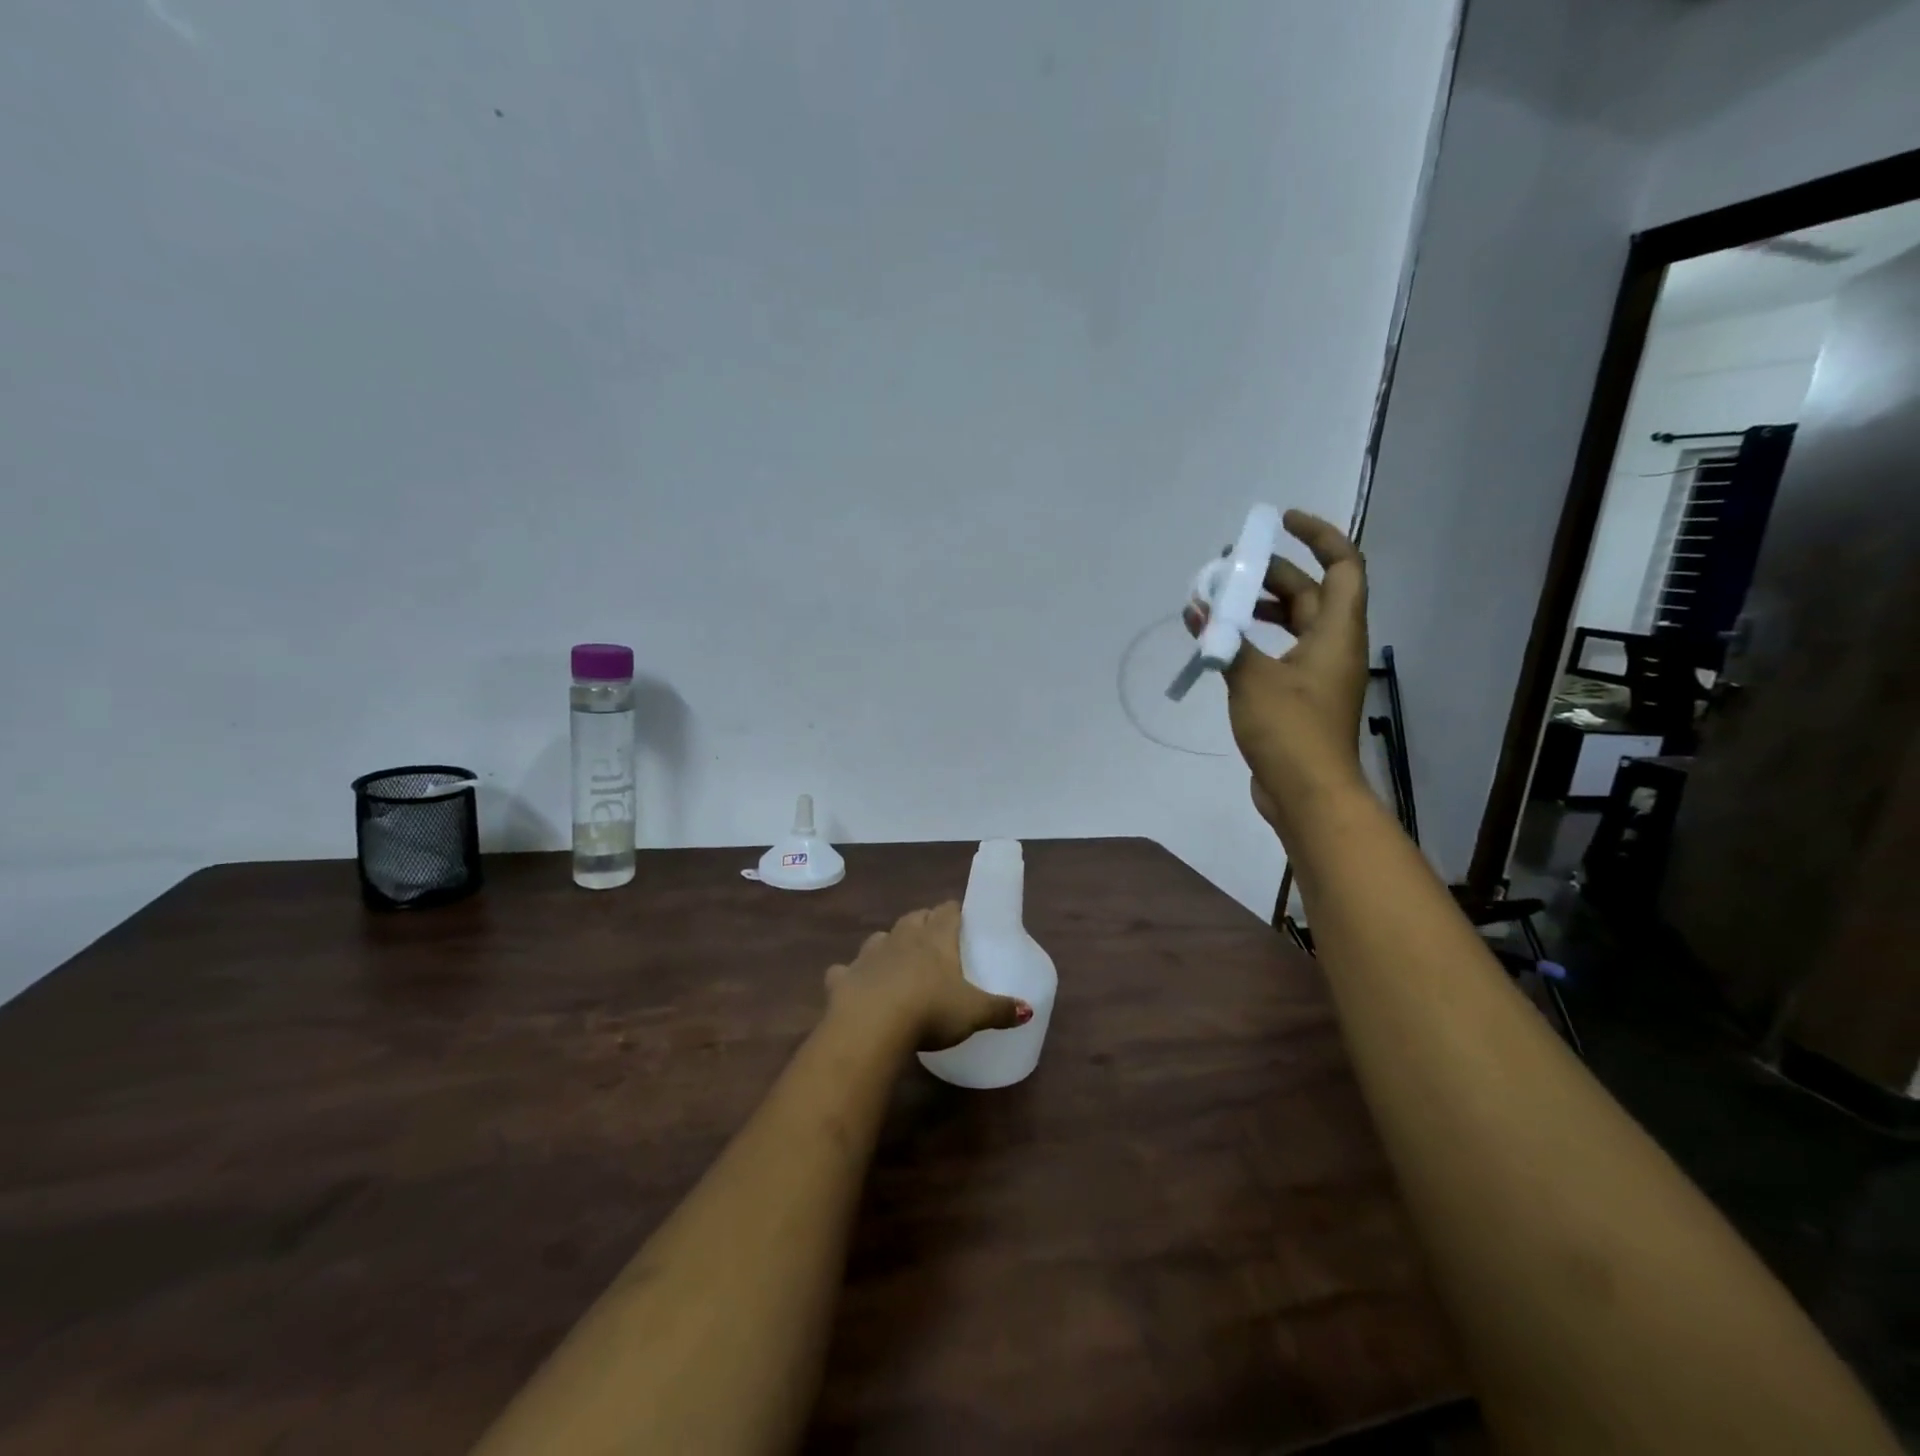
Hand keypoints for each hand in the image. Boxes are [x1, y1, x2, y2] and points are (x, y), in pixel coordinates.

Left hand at [823, 902, 1031, 1051]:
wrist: (872, 1025)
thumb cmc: (930, 1011)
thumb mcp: (974, 1013)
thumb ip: (1001, 1009)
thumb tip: (1028, 1009)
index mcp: (936, 939)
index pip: (947, 911)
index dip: (955, 912)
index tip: (961, 919)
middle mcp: (902, 938)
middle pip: (915, 917)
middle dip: (924, 923)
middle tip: (934, 939)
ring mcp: (870, 955)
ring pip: (880, 937)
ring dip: (889, 944)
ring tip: (898, 960)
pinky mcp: (843, 977)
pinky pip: (846, 970)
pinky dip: (851, 975)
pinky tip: (855, 986)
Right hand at [1185, 509, 1369, 834]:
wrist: (1309, 794)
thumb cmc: (1290, 730)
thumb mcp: (1251, 679)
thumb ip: (1224, 639)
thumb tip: (1197, 607)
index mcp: (1337, 632)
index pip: (1343, 565)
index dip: (1319, 535)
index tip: (1281, 523)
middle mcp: (1333, 646)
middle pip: (1311, 592)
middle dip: (1272, 573)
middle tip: (1227, 567)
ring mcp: (1318, 674)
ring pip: (1294, 623)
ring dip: (1261, 608)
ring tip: (1220, 603)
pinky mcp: (1301, 698)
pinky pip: (1280, 652)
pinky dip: (1255, 641)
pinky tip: (1223, 646)